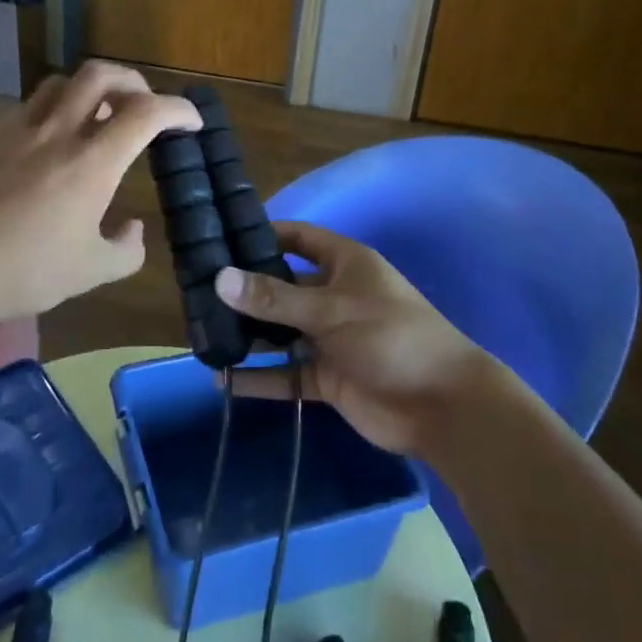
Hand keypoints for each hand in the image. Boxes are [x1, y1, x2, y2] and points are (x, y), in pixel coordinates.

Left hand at [0, 61, 199, 322]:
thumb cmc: (22, 271)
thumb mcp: (89, 273)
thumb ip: (125, 250)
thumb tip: (133, 229)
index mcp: (91, 162)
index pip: (146, 112)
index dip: (178, 109)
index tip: (192, 122)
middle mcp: (59, 132)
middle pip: (102, 74)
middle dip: (134, 81)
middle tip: (145, 107)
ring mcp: (20, 130)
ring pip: (63, 81)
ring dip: (92, 87)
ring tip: (100, 115)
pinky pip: (32, 104)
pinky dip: (57, 107)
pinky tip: (54, 140)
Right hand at [213, 222, 506, 456]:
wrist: (442, 407)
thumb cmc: (391, 337)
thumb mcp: (330, 310)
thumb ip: (274, 298)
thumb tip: (219, 277)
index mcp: (345, 264)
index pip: (299, 237)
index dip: (265, 234)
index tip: (222, 236)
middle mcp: (335, 296)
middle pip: (283, 286)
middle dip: (247, 291)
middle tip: (198, 292)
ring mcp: (331, 338)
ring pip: (281, 332)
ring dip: (249, 336)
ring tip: (202, 335)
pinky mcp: (328, 377)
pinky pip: (287, 374)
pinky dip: (260, 379)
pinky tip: (224, 381)